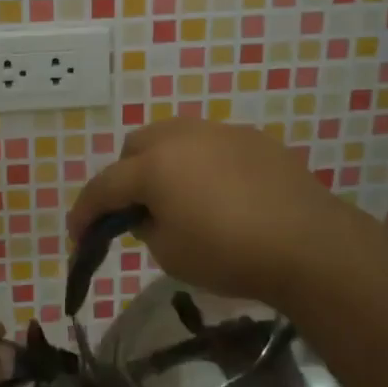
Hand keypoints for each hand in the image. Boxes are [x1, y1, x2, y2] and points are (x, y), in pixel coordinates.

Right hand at [66, 118, 363, 313]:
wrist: (309, 245)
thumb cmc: (230, 254)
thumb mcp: (171, 254)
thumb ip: (146, 227)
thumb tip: (148, 213)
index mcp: (154, 165)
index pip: (104, 186)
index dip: (85, 213)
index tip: (78, 236)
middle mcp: (181, 137)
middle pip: (135, 148)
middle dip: (125, 178)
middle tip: (135, 212)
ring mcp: (220, 132)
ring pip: (173, 137)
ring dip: (162, 164)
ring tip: (177, 197)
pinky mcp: (253, 139)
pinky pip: (210, 145)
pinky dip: (200, 164)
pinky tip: (220, 194)